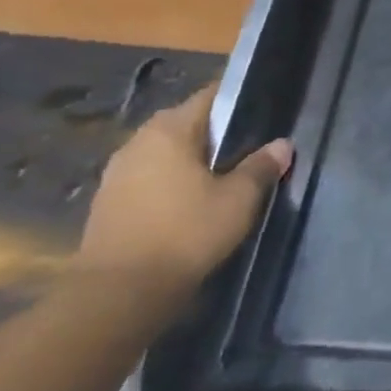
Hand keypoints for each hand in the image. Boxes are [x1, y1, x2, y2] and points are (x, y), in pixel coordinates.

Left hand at [73, 83, 292, 296]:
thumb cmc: (185, 233)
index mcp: (169, 131)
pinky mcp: (108, 205)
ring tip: (224, 176)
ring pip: (165, 154)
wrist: (118, 293)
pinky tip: (192, 203)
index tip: (263, 109)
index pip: (209, 97)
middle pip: (185, 124)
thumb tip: (281, 145)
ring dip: (191, 160)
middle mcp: (137, 143)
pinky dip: (171, 183)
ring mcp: (117, 175)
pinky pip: (150, 179)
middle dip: (216, 133)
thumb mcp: (239, 199)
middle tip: (249, 147)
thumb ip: (261, 167)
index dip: (238, 99)